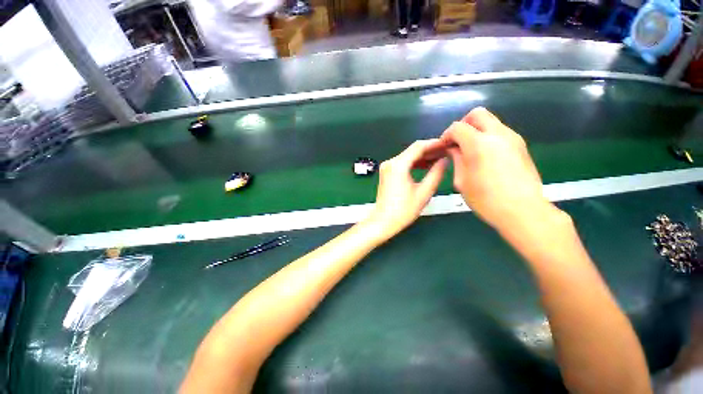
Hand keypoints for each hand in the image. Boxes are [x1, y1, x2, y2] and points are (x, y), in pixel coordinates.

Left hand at [365, 139, 447, 239]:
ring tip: (440, 158)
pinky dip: (415, 163)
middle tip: (447, 151)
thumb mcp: (424, 192)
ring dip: (423, 156)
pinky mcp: (386, 172)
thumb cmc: (403, 210)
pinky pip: (403, 163)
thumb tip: (445, 160)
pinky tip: (427, 165)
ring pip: (408, 156)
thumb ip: (436, 173)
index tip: (448, 144)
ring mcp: (387, 167)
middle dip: (430, 150)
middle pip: (412, 150)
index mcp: (398, 165)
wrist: (383, 221)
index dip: (435, 143)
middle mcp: (390, 162)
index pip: (418, 146)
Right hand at [441, 107, 551, 231]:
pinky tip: (485, 156)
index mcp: (479, 144)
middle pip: (477, 114)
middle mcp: (498, 134)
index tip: (444, 147)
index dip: (447, 135)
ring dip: (477, 130)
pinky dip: (488, 137)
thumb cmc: (486, 199)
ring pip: (491, 121)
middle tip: (457, 142)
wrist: (523, 210)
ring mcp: (513, 138)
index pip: (458, 127)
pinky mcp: (521, 145)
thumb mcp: (462, 181)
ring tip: (470, 151)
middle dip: (463, 124)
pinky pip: (500, 132)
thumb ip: (456, 159)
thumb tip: (453, 149)